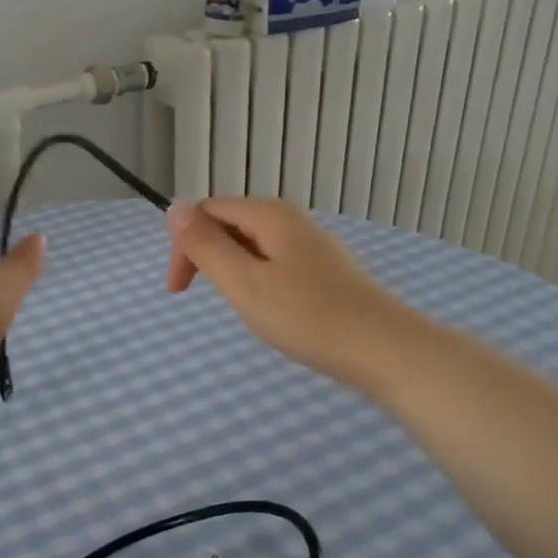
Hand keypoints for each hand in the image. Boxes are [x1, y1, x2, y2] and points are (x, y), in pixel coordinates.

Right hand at [164, 198, 401, 390]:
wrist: (383, 349)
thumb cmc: (306, 316)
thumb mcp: (243, 282)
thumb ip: (206, 246)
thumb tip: (174, 208)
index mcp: (269, 215)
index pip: (207, 210)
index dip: (185, 245)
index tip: (180, 290)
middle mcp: (290, 219)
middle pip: (230, 223)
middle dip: (206, 256)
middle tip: (204, 299)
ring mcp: (310, 244)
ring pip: (252, 244)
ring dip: (231, 270)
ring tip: (239, 305)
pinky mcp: (323, 269)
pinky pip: (274, 261)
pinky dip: (257, 279)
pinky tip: (269, 308)